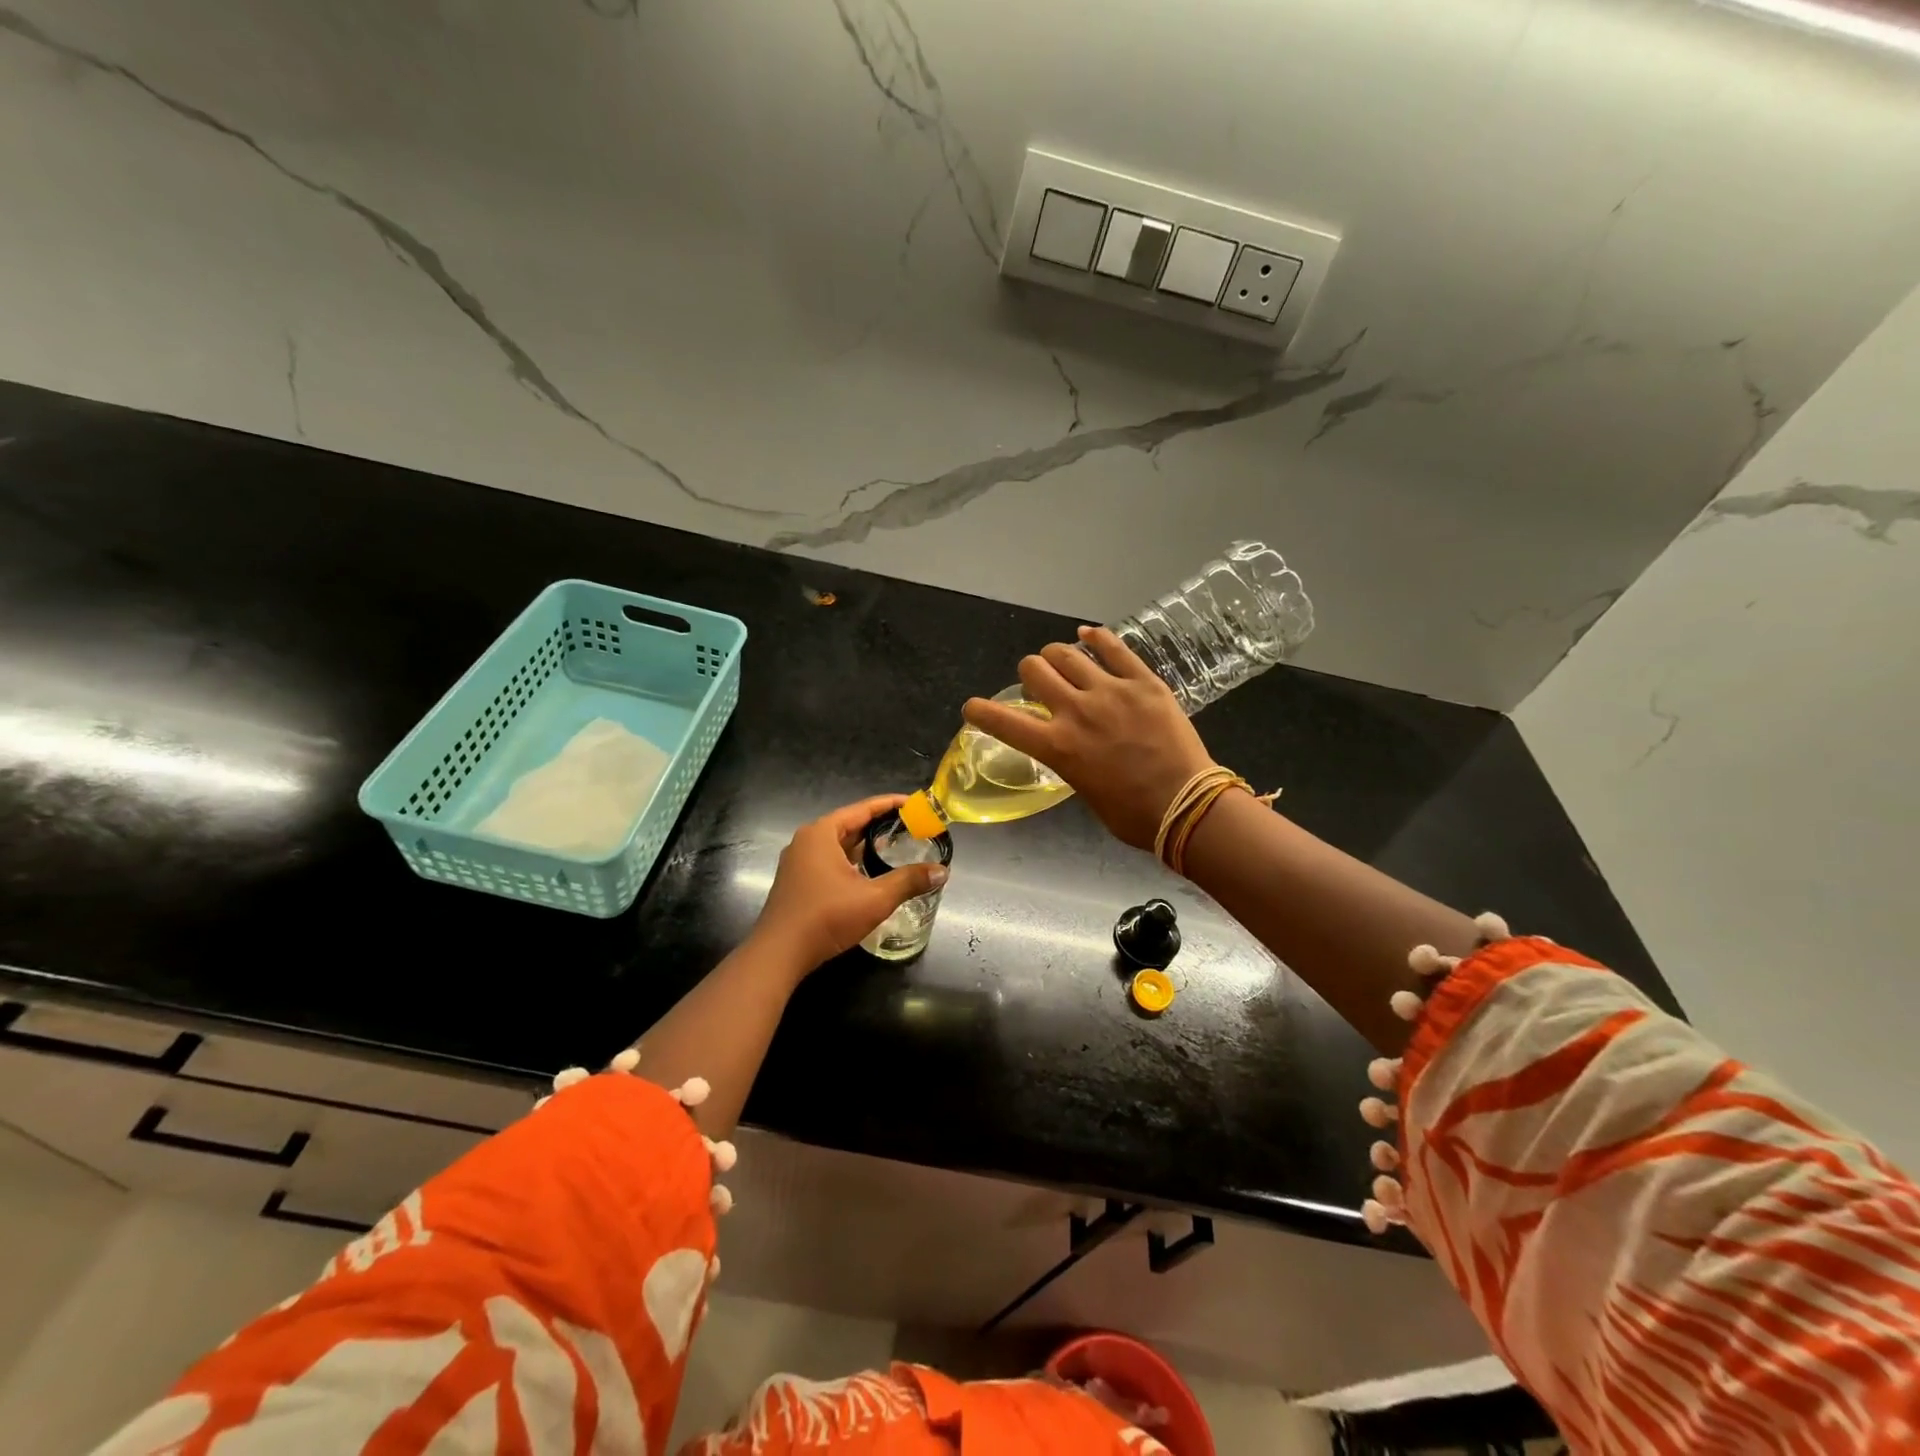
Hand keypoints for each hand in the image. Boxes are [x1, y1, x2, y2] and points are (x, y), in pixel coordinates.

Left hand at [749, 795, 947, 974]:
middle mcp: (807, 841)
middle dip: (879, 825)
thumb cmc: (826, 917)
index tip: (915, 803)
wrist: (779, 954)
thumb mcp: (874, 899)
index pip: (862, 809)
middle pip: (850, 824)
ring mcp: (798, 862)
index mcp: (821, 833)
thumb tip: (942, 872)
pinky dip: (851, 861)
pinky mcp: (797, 881)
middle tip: (910, 827)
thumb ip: (909, 881)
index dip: (891, 805)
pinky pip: (829, 860)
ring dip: (865, 845)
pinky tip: (869, 873)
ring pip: (839, 845)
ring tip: (894, 847)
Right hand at [962, 627, 1213, 850]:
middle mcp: (1076, 711)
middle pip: (1034, 669)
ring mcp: (1111, 691)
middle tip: (1040, 684)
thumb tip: (1068, 743)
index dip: (980, 711)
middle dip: (1029, 673)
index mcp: (1057, 747)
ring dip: (1056, 656)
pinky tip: (1088, 636)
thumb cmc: (1132, 814)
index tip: (973, 707)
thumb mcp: (1083, 790)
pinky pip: (1113, 647)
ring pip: (1067, 653)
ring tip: (1063, 662)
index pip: (1003, 721)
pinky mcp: (1143, 681)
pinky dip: (1095, 637)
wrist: (1187, 805)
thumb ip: (1067, 759)